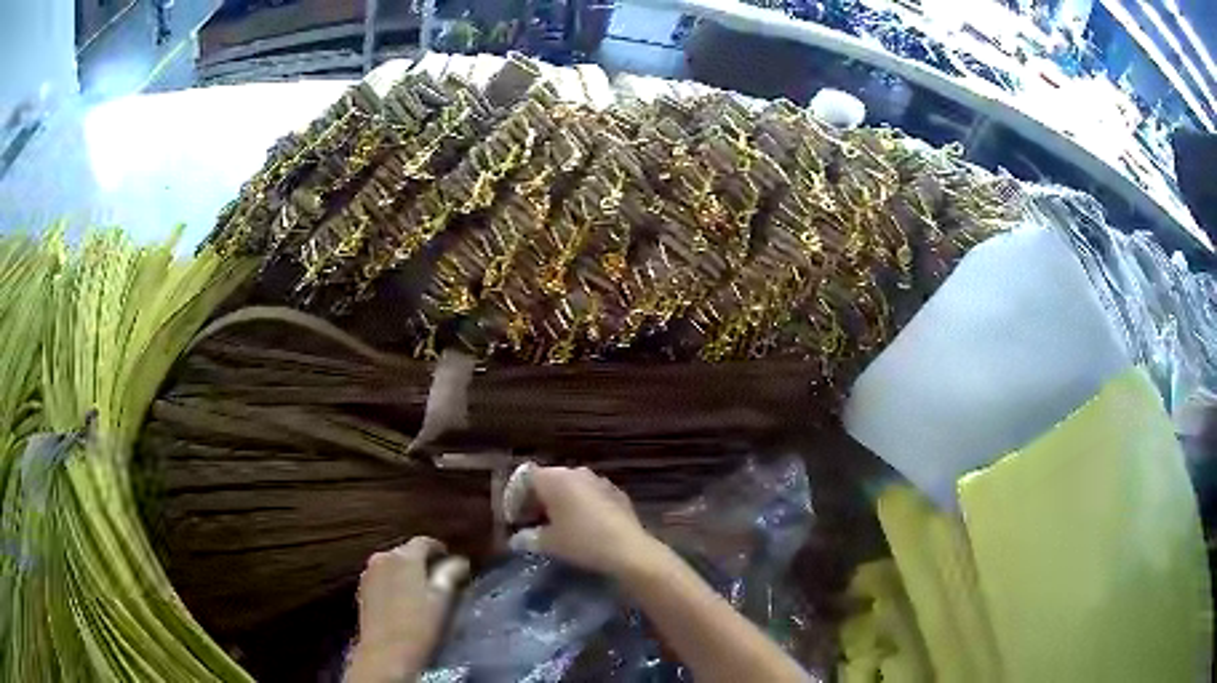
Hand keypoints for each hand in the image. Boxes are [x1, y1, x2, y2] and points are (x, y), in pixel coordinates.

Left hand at [346, 537, 468, 682]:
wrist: (385, 653)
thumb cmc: (419, 626)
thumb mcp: (442, 599)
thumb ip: (450, 574)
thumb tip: (459, 561)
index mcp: (404, 556)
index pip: (425, 542)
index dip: (441, 550)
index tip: (453, 563)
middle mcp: (383, 558)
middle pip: (407, 552)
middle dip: (424, 562)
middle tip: (441, 579)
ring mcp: (369, 573)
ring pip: (394, 565)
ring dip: (408, 573)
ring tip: (423, 592)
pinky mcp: (362, 589)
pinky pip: (383, 577)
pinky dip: (395, 583)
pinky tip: (404, 601)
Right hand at [510, 466, 658, 576]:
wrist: (629, 549)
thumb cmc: (582, 541)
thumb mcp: (549, 543)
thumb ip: (529, 538)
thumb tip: (517, 540)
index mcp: (554, 478)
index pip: (525, 479)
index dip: (515, 498)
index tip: (514, 520)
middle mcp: (576, 472)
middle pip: (548, 481)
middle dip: (537, 501)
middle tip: (531, 523)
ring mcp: (599, 481)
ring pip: (570, 488)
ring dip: (559, 504)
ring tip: (555, 527)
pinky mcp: (616, 493)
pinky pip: (590, 496)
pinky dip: (580, 507)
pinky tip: (581, 527)